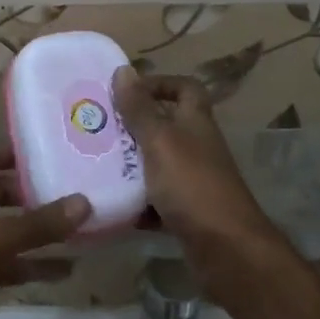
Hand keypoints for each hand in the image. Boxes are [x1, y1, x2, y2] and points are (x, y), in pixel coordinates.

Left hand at [0, 145, 90, 318]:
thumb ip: (38, 224)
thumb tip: (84, 203)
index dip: (17, 153)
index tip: (56, 152)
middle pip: (0, 192)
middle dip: (35, 194)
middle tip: (78, 191)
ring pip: (4, 229)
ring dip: (36, 232)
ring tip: (81, 229)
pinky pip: (2, 260)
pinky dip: (27, 263)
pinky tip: (62, 269)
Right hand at [110, 68, 276, 281]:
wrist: (225, 249)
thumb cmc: (192, 184)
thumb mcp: (160, 140)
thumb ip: (140, 109)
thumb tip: (123, 70)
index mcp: (195, 122)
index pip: (185, 88)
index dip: (160, 83)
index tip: (126, 91)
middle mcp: (196, 147)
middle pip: (165, 126)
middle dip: (133, 126)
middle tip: (97, 128)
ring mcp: (192, 181)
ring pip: (156, 163)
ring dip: (130, 164)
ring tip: (94, 162)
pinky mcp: (185, 212)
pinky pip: (155, 199)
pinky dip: (136, 201)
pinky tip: (110, 201)